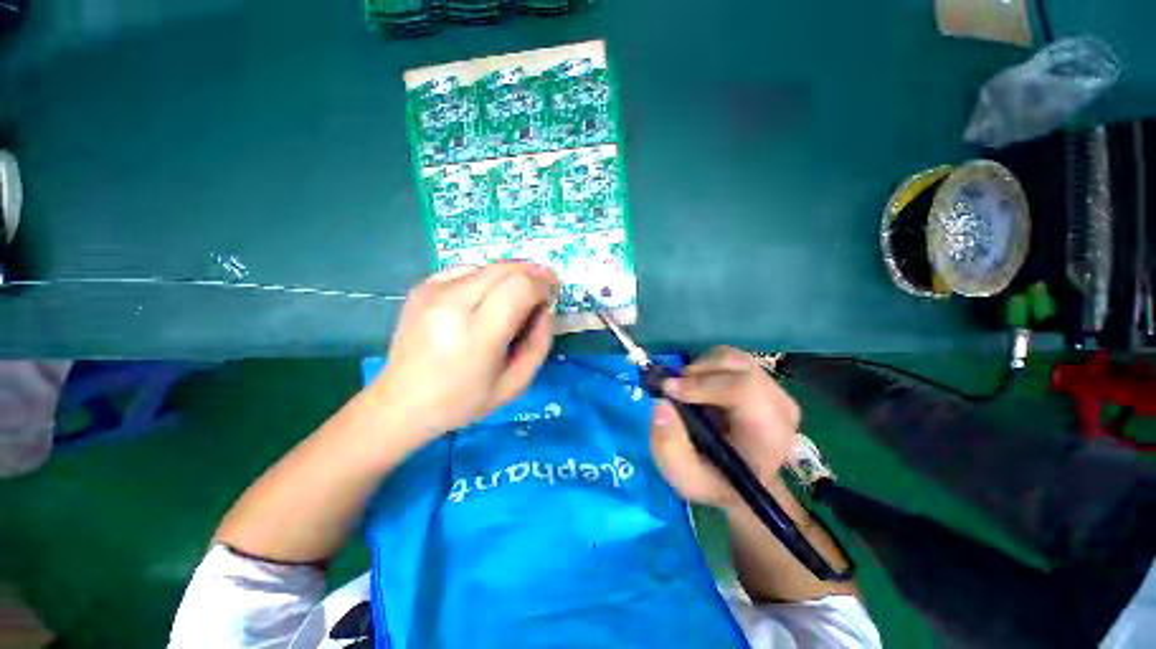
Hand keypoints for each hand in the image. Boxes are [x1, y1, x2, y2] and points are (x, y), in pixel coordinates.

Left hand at [369, 262, 558, 441]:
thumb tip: (545, 308)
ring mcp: (432, 292)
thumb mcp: (515, 384)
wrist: (401, 403)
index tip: (551, 296)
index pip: (520, 287)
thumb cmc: (462, 401)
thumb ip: (539, 343)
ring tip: (516, 298)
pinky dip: (487, 278)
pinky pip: (467, 270)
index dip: (542, 285)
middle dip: (532, 274)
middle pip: (505, 269)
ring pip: (488, 266)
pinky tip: (487, 298)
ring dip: (511, 276)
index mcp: (475, 335)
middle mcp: (451, 304)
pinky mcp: (422, 288)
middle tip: (542, 291)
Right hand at [649, 346, 800, 509]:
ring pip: (731, 358)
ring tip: (685, 391)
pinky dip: (706, 367)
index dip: (702, 384)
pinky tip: (698, 388)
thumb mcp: (685, 477)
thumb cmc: (714, 481)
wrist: (740, 482)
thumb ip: (668, 446)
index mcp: (770, 434)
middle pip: (737, 366)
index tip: (668, 390)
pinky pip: (730, 359)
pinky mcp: (762, 379)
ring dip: (700, 369)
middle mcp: (779, 405)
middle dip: (696, 373)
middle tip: (672, 390)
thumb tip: (660, 404)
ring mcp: (774, 389)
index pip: (744, 389)